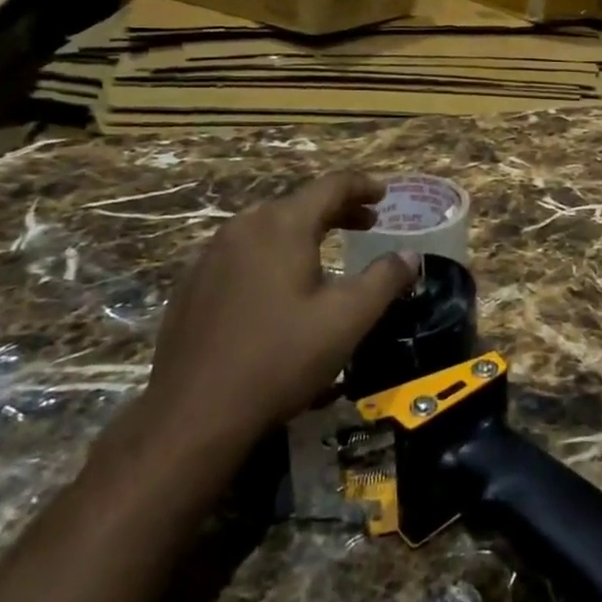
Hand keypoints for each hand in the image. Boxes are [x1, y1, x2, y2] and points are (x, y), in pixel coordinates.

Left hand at [136, 171, 416, 470]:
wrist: (193, 415)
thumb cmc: (280, 358)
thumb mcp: (347, 319)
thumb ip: (384, 279)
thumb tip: (409, 256)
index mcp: (283, 225)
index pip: (332, 186)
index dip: (363, 186)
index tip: (385, 194)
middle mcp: (244, 226)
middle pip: (299, 202)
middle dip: (337, 209)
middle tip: (367, 223)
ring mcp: (212, 254)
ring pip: (268, 226)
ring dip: (303, 230)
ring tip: (326, 249)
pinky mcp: (192, 283)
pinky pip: (243, 251)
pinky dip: (272, 252)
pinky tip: (279, 284)